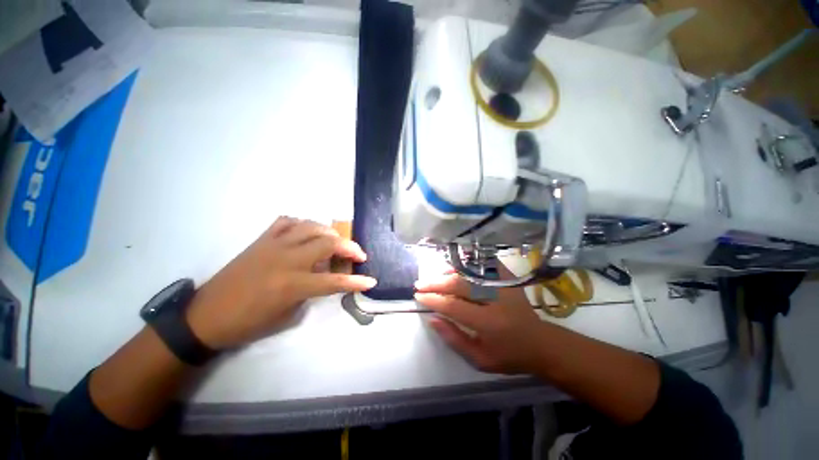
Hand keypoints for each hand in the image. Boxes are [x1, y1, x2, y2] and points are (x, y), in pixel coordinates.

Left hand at [186, 217, 376, 349]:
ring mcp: (273, 245)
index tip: (371, 281)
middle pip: (328, 243)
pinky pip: (287, 222)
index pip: (335, 281)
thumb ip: (311, 292)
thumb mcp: (287, 315)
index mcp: (293, 284)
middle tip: (358, 254)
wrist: (206, 315)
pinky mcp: (261, 239)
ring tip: (336, 240)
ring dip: (329, 232)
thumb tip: (324, 276)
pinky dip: (302, 223)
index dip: (356, 281)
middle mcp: (287, 259)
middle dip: (350, 247)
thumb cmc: (248, 323)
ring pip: (311, 226)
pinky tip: (307, 231)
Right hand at [415, 269, 547, 374]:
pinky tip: (457, 267)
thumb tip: (432, 318)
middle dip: (436, 283)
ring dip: (448, 272)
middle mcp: (495, 300)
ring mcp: (503, 285)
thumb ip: (453, 338)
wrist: (540, 343)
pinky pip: (484, 265)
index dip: (433, 299)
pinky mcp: (508, 278)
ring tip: (435, 276)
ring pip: (469, 272)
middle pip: (459, 285)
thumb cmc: (509, 355)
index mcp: (488, 323)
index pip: (453, 306)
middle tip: (420, 283)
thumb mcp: (479, 358)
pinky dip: (468, 264)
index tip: (419, 296)